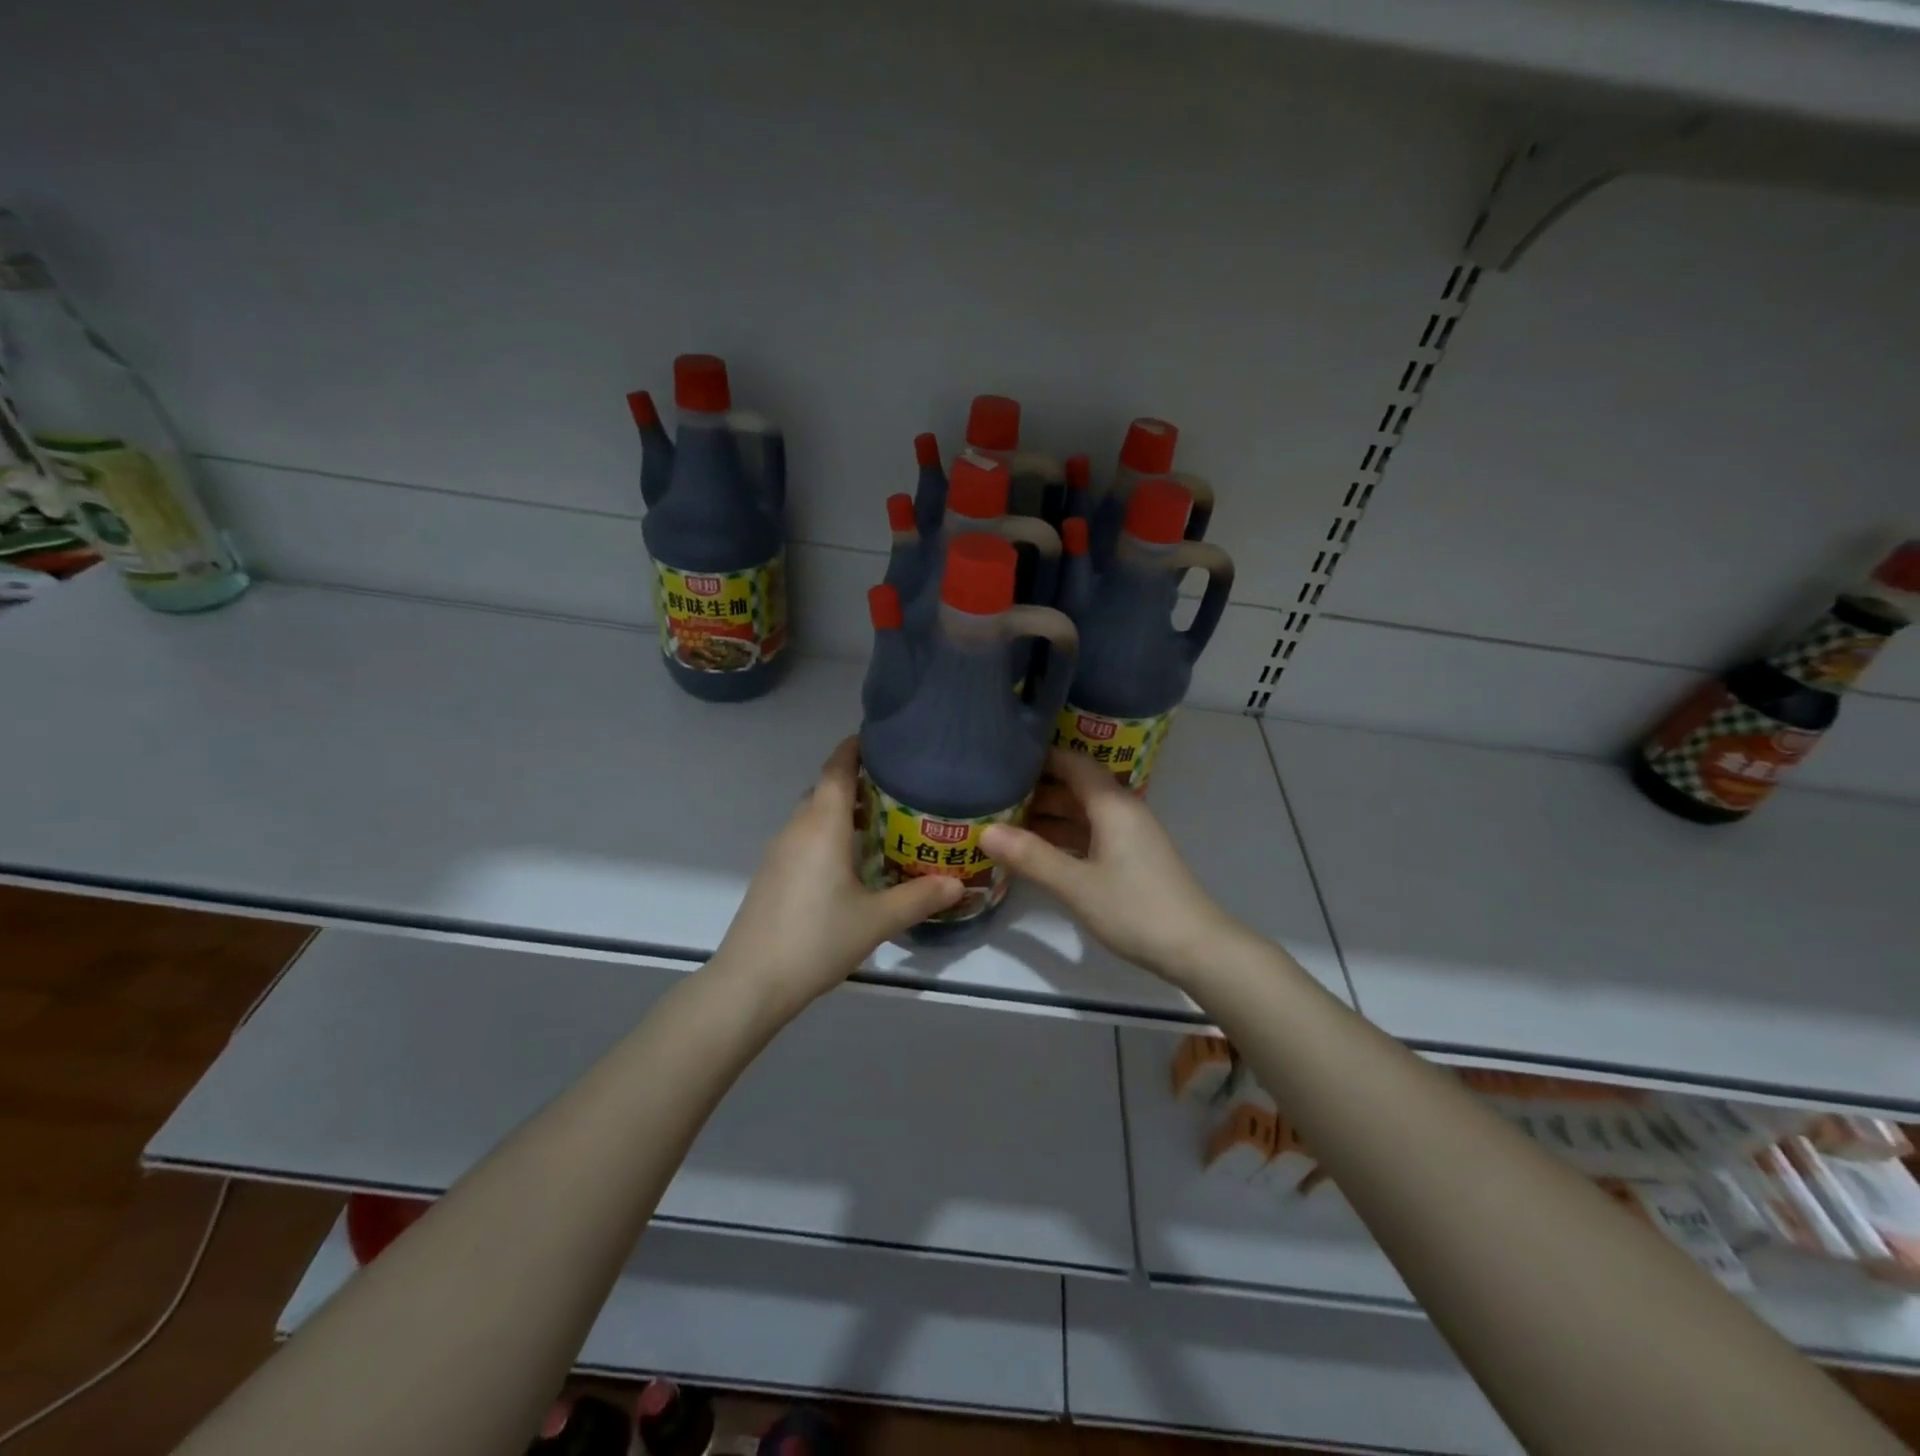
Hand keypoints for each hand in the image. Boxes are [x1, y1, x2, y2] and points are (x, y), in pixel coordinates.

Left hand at [715, 737, 959, 1012]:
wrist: (751, 981)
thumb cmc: (817, 939)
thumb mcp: (877, 920)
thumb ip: (919, 898)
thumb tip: (958, 884)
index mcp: (823, 826)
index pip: (837, 769)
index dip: (855, 748)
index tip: (881, 739)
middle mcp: (798, 828)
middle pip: (825, 788)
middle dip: (857, 781)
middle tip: (898, 786)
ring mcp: (779, 851)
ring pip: (813, 814)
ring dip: (842, 809)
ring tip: (881, 821)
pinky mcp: (771, 873)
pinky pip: (804, 836)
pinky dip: (828, 832)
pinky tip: (850, 860)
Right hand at [981, 748, 1245, 984]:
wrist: (1196, 948)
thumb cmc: (1135, 909)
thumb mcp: (1076, 885)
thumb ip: (1031, 857)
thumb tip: (984, 831)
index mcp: (1112, 804)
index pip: (1072, 762)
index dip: (1039, 756)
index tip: (1002, 757)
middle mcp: (1121, 810)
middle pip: (1075, 785)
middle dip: (1036, 787)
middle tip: (992, 793)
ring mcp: (1128, 834)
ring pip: (1081, 812)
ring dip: (1047, 815)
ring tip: (1004, 820)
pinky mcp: (1131, 857)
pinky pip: (1090, 833)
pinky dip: (1063, 836)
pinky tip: (1036, 850)